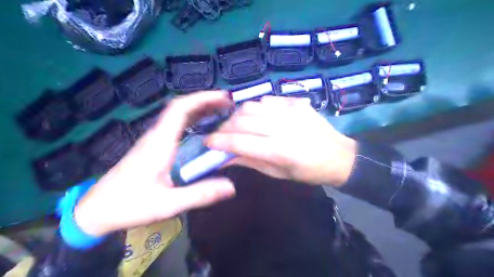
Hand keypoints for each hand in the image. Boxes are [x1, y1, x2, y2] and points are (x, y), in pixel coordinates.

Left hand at [74, 91, 236, 235]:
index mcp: (159, 144)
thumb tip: (231, 186)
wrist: (96, 210)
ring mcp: (153, 140)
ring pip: (177, 115)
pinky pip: (174, 125)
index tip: (222, 97)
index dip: (202, 98)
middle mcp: (156, 136)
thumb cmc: (129, 205)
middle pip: (180, 108)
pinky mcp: (152, 147)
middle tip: (227, 103)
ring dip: (198, 109)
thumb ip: (200, 194)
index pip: (180, 109)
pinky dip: (191, 120)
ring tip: (220, 111)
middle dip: (204, 101)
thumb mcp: (168, 204)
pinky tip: (202, 127)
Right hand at [205, 97, 354, 185]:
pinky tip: (257, 117)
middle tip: (220, 135)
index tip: (207, 142)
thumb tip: (223, 158)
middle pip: (241, 121)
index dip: (218, 142)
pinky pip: (266, 100)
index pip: (239, 142)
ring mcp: (290, 111)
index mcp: (279, 150)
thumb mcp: (277, 173)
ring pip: (250, 107)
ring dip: (237, 116)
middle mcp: (282, 127)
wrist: (339, 156)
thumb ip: (249, 162)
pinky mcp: (296, 103)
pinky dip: (255, 108)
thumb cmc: (308, 172)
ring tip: (236, 126)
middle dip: (224, 128)